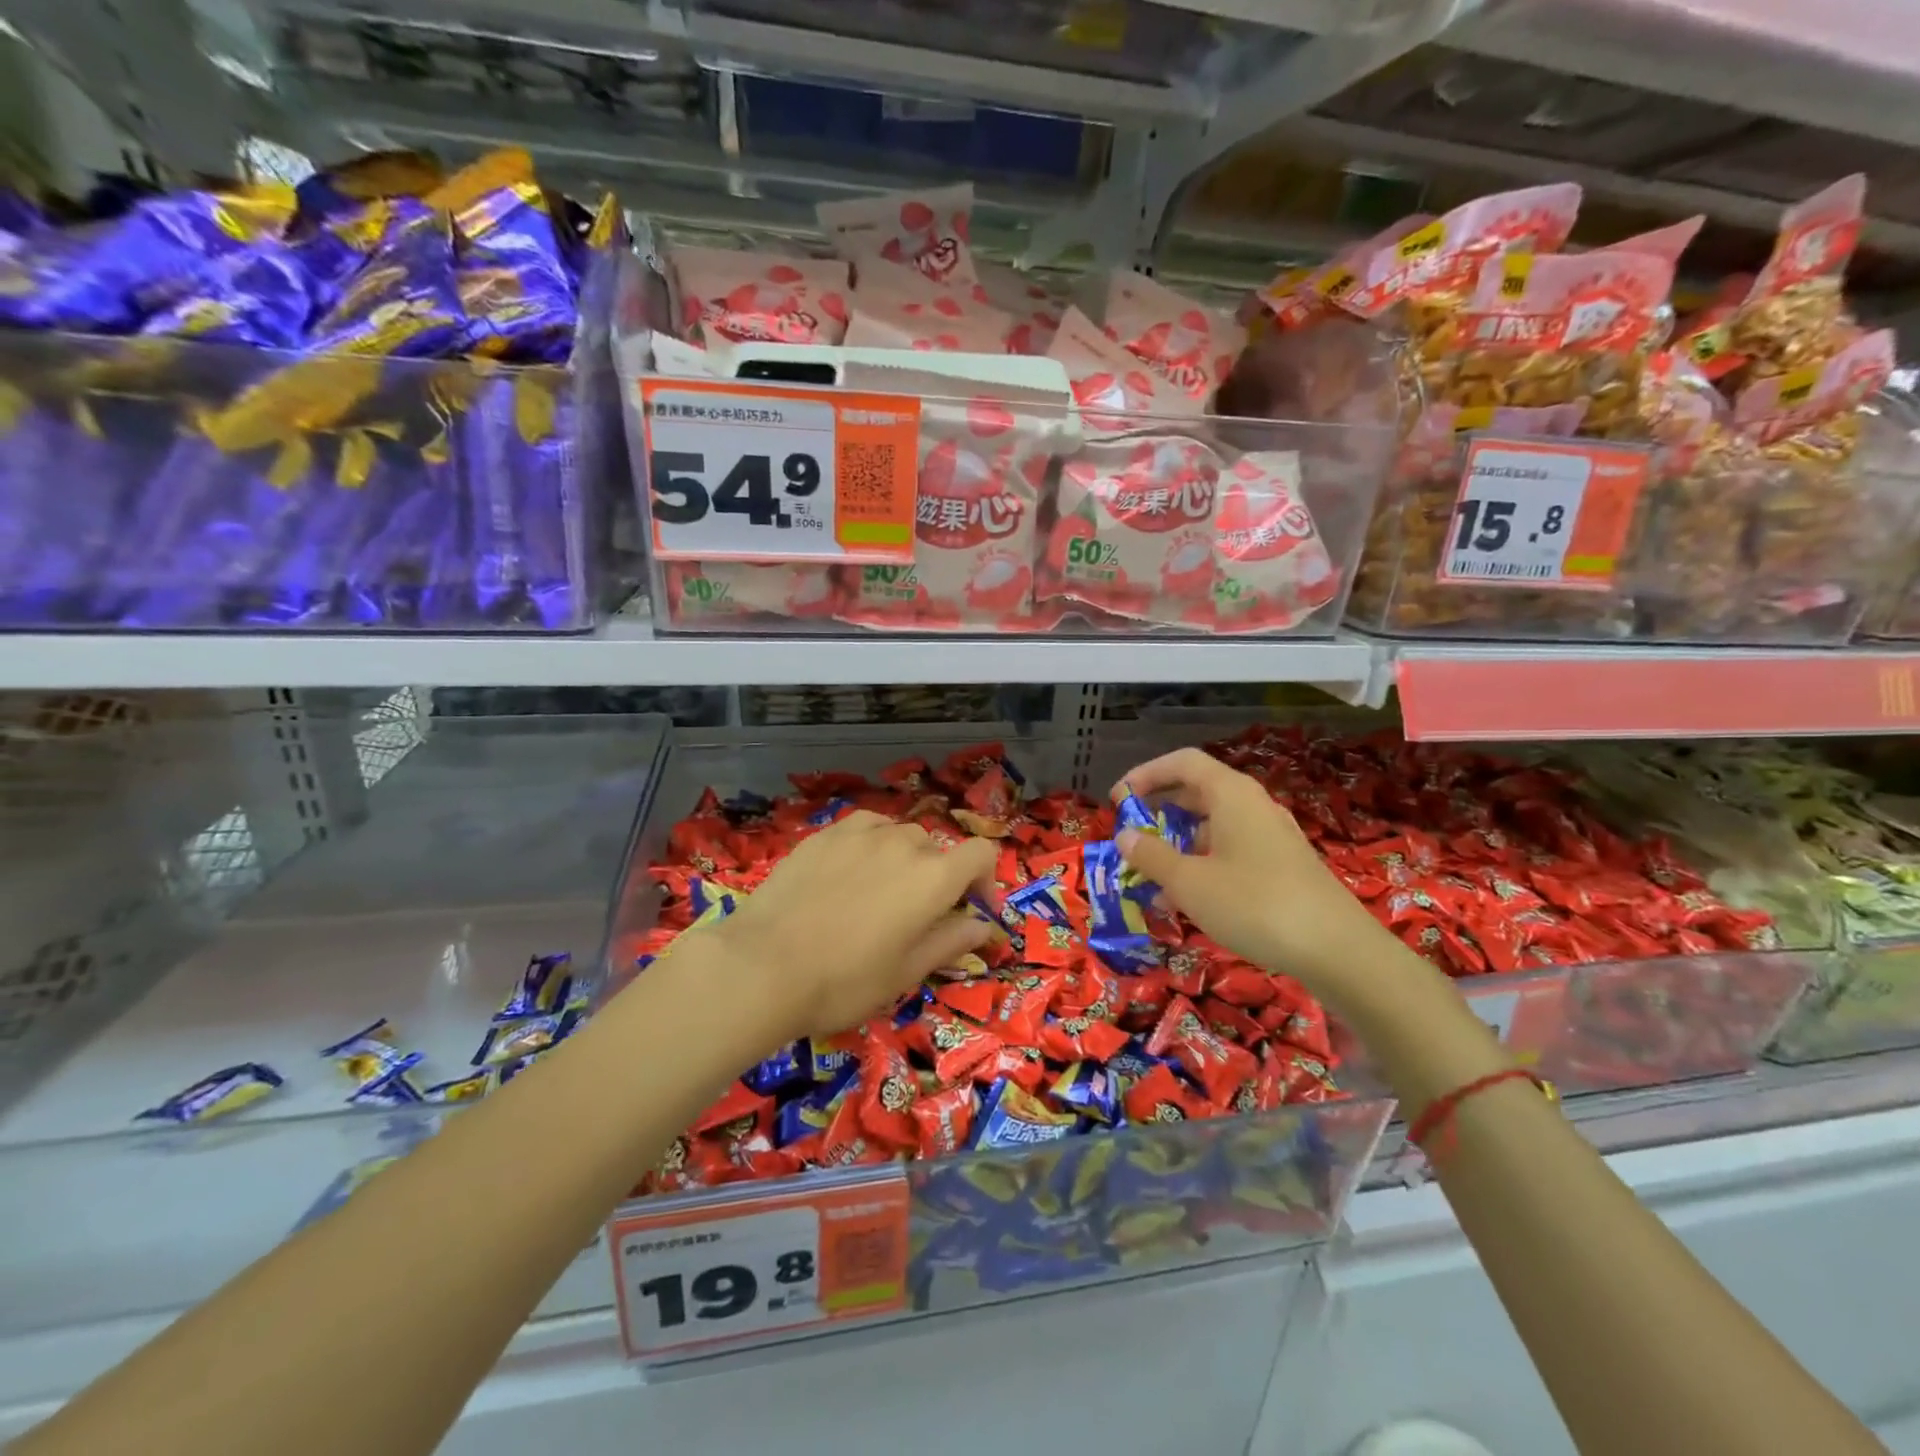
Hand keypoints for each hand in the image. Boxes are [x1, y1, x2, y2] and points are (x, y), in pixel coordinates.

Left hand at [707, 810, 998, 1043]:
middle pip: (937, 848)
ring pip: (898, 835)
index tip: (972, 911)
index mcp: (934, 876)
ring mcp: (860, 833)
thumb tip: (981, 925)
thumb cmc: (845, 980)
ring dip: (903, 859)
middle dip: (938, 878)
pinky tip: (847, 875)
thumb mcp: (906, 972)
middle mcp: (903, 842)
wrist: (763, 965)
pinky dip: (869, 846)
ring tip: (879, 893)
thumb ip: (950, 941)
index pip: (982, 854)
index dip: (985, 880)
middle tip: (917, 916)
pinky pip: (862, 829)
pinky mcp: (823, 834)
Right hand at [1112, 747, 1390, 996]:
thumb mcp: (1189, 882)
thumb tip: (1124, 835)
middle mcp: (1252, 806)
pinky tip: (1188, 900)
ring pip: (1213, 826)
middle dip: (1159, 812)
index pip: (1182, 762)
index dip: (1145, 774)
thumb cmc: (1254, 904)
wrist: (1337, 950)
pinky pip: (1231, 851)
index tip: (1117, 800)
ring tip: (1152, 876)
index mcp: (1231, 794)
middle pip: (1197, 792)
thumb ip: (1151, 856)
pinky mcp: (1282, 865)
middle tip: (1131, 836)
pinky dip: (1203, 864)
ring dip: (1178, 844)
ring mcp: (1271, 836)